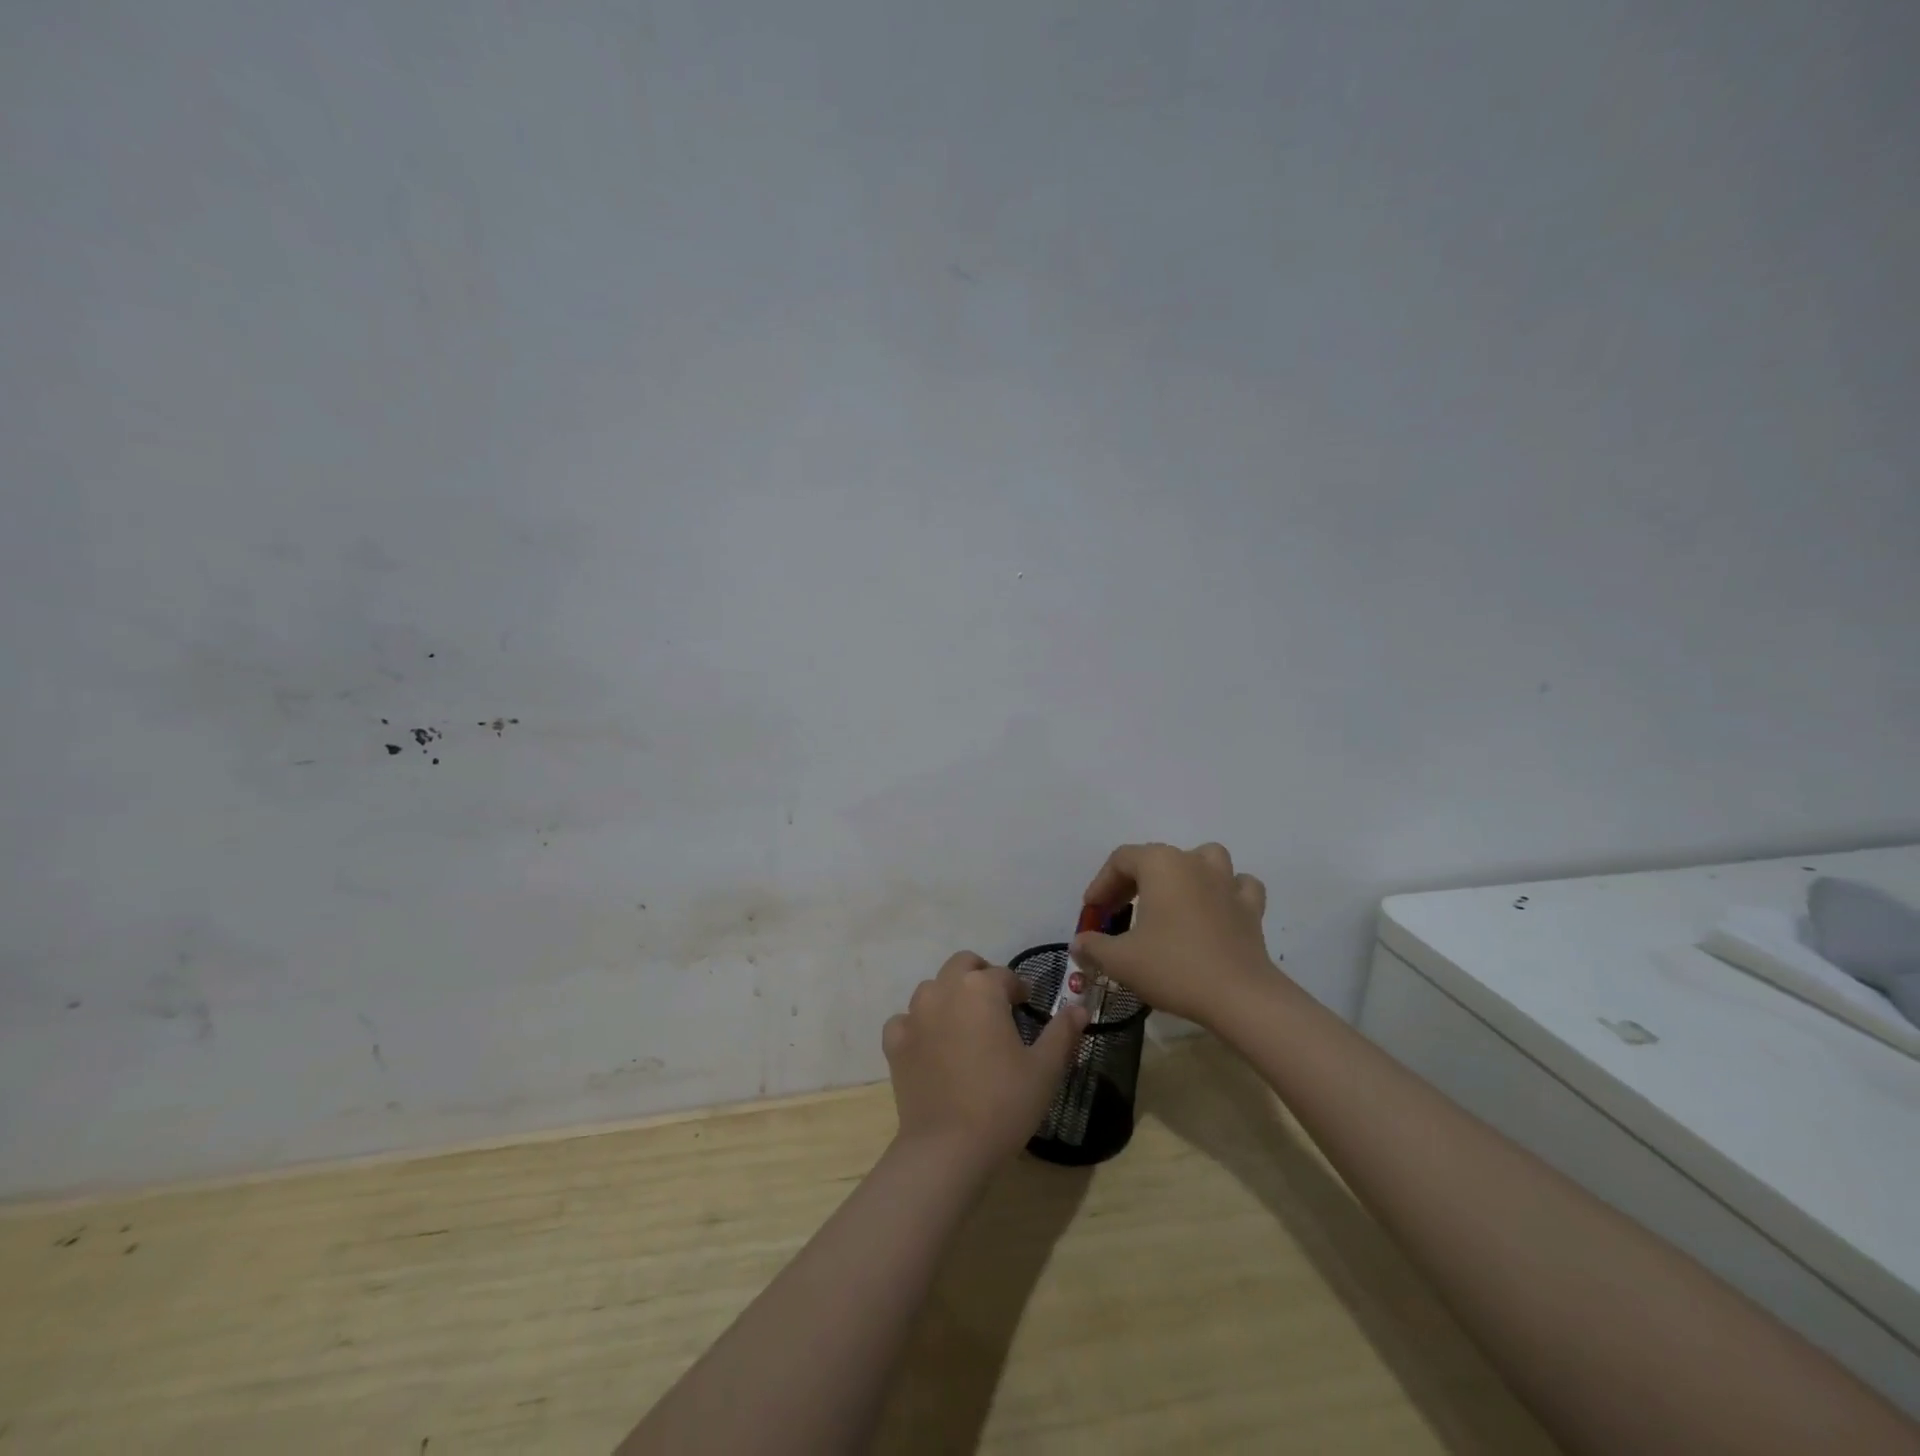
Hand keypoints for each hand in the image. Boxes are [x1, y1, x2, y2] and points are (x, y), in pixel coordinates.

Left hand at [882, 952, 1087, 1172]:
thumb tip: (1079, 1007)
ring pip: (933, 988)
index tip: (1027, 1007)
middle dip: (981, 976)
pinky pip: (905, 1019)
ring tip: (966, 1026)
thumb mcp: (1045, 1069)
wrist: (948, 1148)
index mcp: (981, 989)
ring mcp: (915, 1014)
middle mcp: (944, 990)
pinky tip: (931, 1045)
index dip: (1019, 989)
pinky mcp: (895, 1042)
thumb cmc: (1004, 1103)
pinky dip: (918, 1025)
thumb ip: (1062, 1032)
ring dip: (950, 996)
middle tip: (997, 1006)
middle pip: (963, 965)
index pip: (1004, 975)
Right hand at [1071, 842, 1278, 1026]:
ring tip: (1171, 899)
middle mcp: (1194, 862)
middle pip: (1155, 858)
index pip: (1121, 860)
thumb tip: (1079, 943)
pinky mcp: (1251, 908)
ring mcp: (1227, 882)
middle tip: (1117, 914)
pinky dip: (1224, 892)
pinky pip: (1237, 886)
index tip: (1093, 913)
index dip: (1101, 884)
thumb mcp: (1120, 960)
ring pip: (1203, 860)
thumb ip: (1094, 946)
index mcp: (1160, 864)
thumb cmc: (1173, 967)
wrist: (1239, 997)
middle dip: (1131, 883)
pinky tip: (1215, 910)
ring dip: (1184, 873)